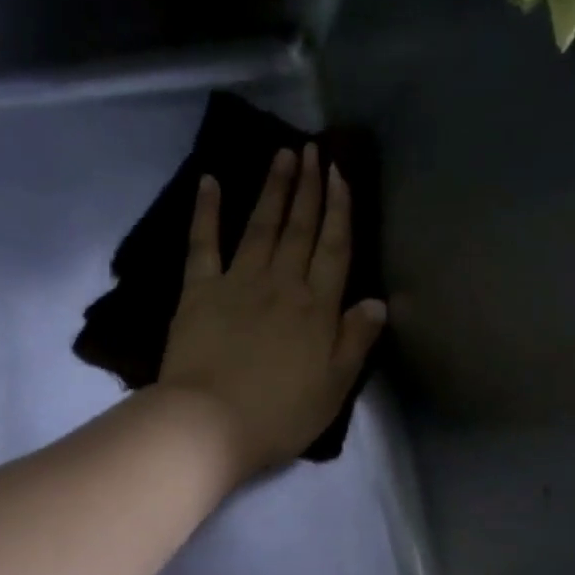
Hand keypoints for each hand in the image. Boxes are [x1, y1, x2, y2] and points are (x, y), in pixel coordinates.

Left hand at [157, 144, 386, 476]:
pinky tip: (209, 182)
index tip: (341, 174)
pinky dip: (206, 212)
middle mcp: (280, 284)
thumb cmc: (278, 415)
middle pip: (299, 230)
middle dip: (309, 188)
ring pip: (260, 227)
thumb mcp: (333, 388)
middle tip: (313, 150)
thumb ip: (355, 342)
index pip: (334, 249)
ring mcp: (237, 283)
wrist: (210, 424)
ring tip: (283, 155)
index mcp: (317, 309)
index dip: (339, 210)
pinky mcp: (197, 292)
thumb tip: (377, 302)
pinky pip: (202, 244)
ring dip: (273, 190)